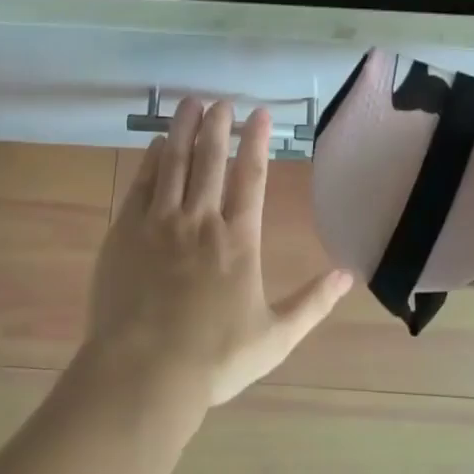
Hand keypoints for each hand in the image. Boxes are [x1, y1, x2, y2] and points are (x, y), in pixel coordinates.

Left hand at [78, 98, 352, 412]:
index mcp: (238, 240)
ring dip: (182, 130)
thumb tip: (348, 275)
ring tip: (189, 103)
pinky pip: (141, 184)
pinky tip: (154, 146)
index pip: (252, 176)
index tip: (261, 114)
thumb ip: (312, 302)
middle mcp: (199, 220)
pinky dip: (150, 161)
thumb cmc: (214, 358)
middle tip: (220, 101)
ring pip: (172, 162)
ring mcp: (158, 223)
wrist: (143, 373)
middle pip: (210, 159)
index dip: (257, 141)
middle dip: (217, 125)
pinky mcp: (125, 232)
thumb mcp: (275, 337)